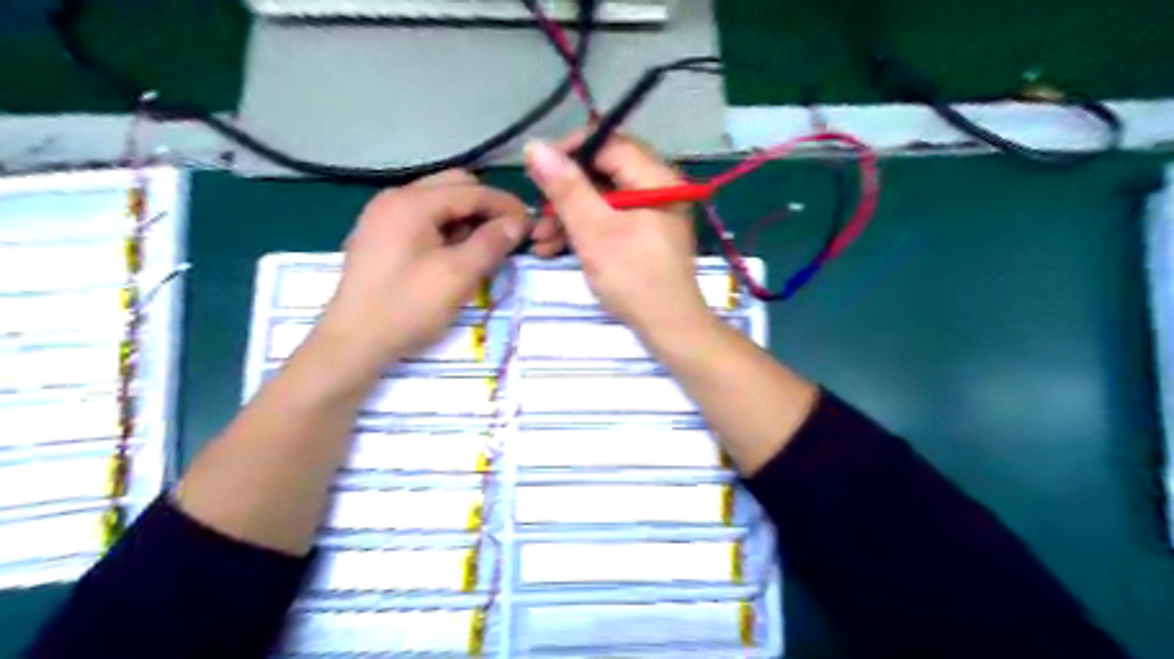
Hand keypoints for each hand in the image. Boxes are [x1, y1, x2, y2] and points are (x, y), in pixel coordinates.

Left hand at [320, 169, 525, 365]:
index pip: (471, 191)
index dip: (505, 205)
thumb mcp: (458, 276)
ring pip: (438, 202)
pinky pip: (423, 218)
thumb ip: (491, 243)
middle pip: (453, 186)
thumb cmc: (407, 307)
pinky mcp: (380, 235)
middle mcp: (395, 198)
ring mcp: (383, 215)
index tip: (530, 225)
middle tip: (507, 236)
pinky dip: (446, 228)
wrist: (353, 342)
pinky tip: (455, 254)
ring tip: (484, 248)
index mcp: (412, 202)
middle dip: (485, 207)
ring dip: (466, 218)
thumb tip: (518, 223)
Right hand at [527, 137, 710, 335]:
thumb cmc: (634, 278)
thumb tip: (535, 146)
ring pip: (601, 200)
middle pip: (602, 173)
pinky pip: (609, 221)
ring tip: (540, 242)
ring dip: (568, 217)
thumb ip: (566, 188)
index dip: (569, 153)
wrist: (669, 328)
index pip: (607, 144)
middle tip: (536, 215)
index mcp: (654, 177)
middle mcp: (656, 188)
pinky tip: (556, 249)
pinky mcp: (644, 235)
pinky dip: (584, 231)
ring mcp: (651, 213)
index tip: (536, 173)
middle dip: (564, 195)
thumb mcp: (594, 231)